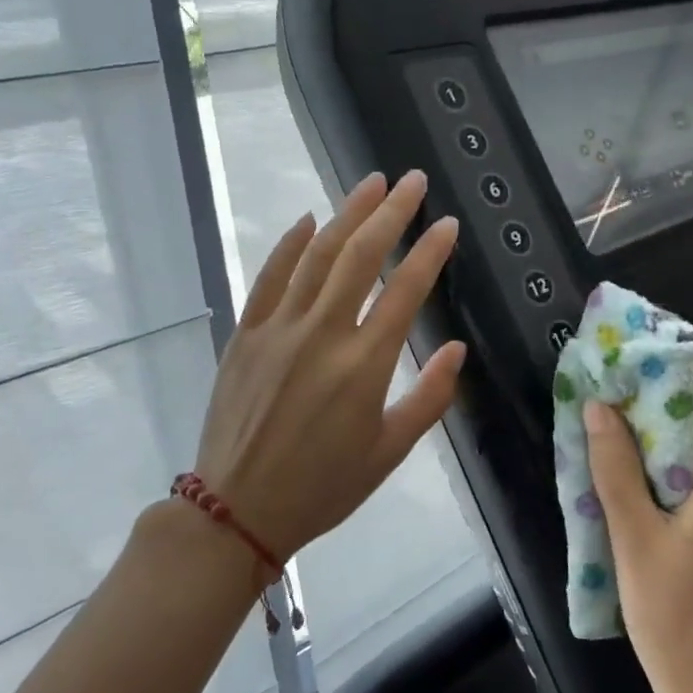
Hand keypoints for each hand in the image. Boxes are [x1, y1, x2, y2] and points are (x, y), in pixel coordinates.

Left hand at [194, 171, 465, 564]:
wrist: (236, 511)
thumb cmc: (323, 487)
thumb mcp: (389, 453)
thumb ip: (430, 398)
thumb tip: (457, 348)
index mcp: (364, 365)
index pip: (405, 291)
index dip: (430, 252)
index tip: (447, 223)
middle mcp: (323, 334)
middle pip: (362, 256)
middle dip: (391, 212)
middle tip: (412, 180)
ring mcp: (279, 329)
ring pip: (318, 256)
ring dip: (347, 214)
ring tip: (371, 183)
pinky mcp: (246, 334)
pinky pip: (269, 277)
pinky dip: (290, 245)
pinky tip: (309, 220)